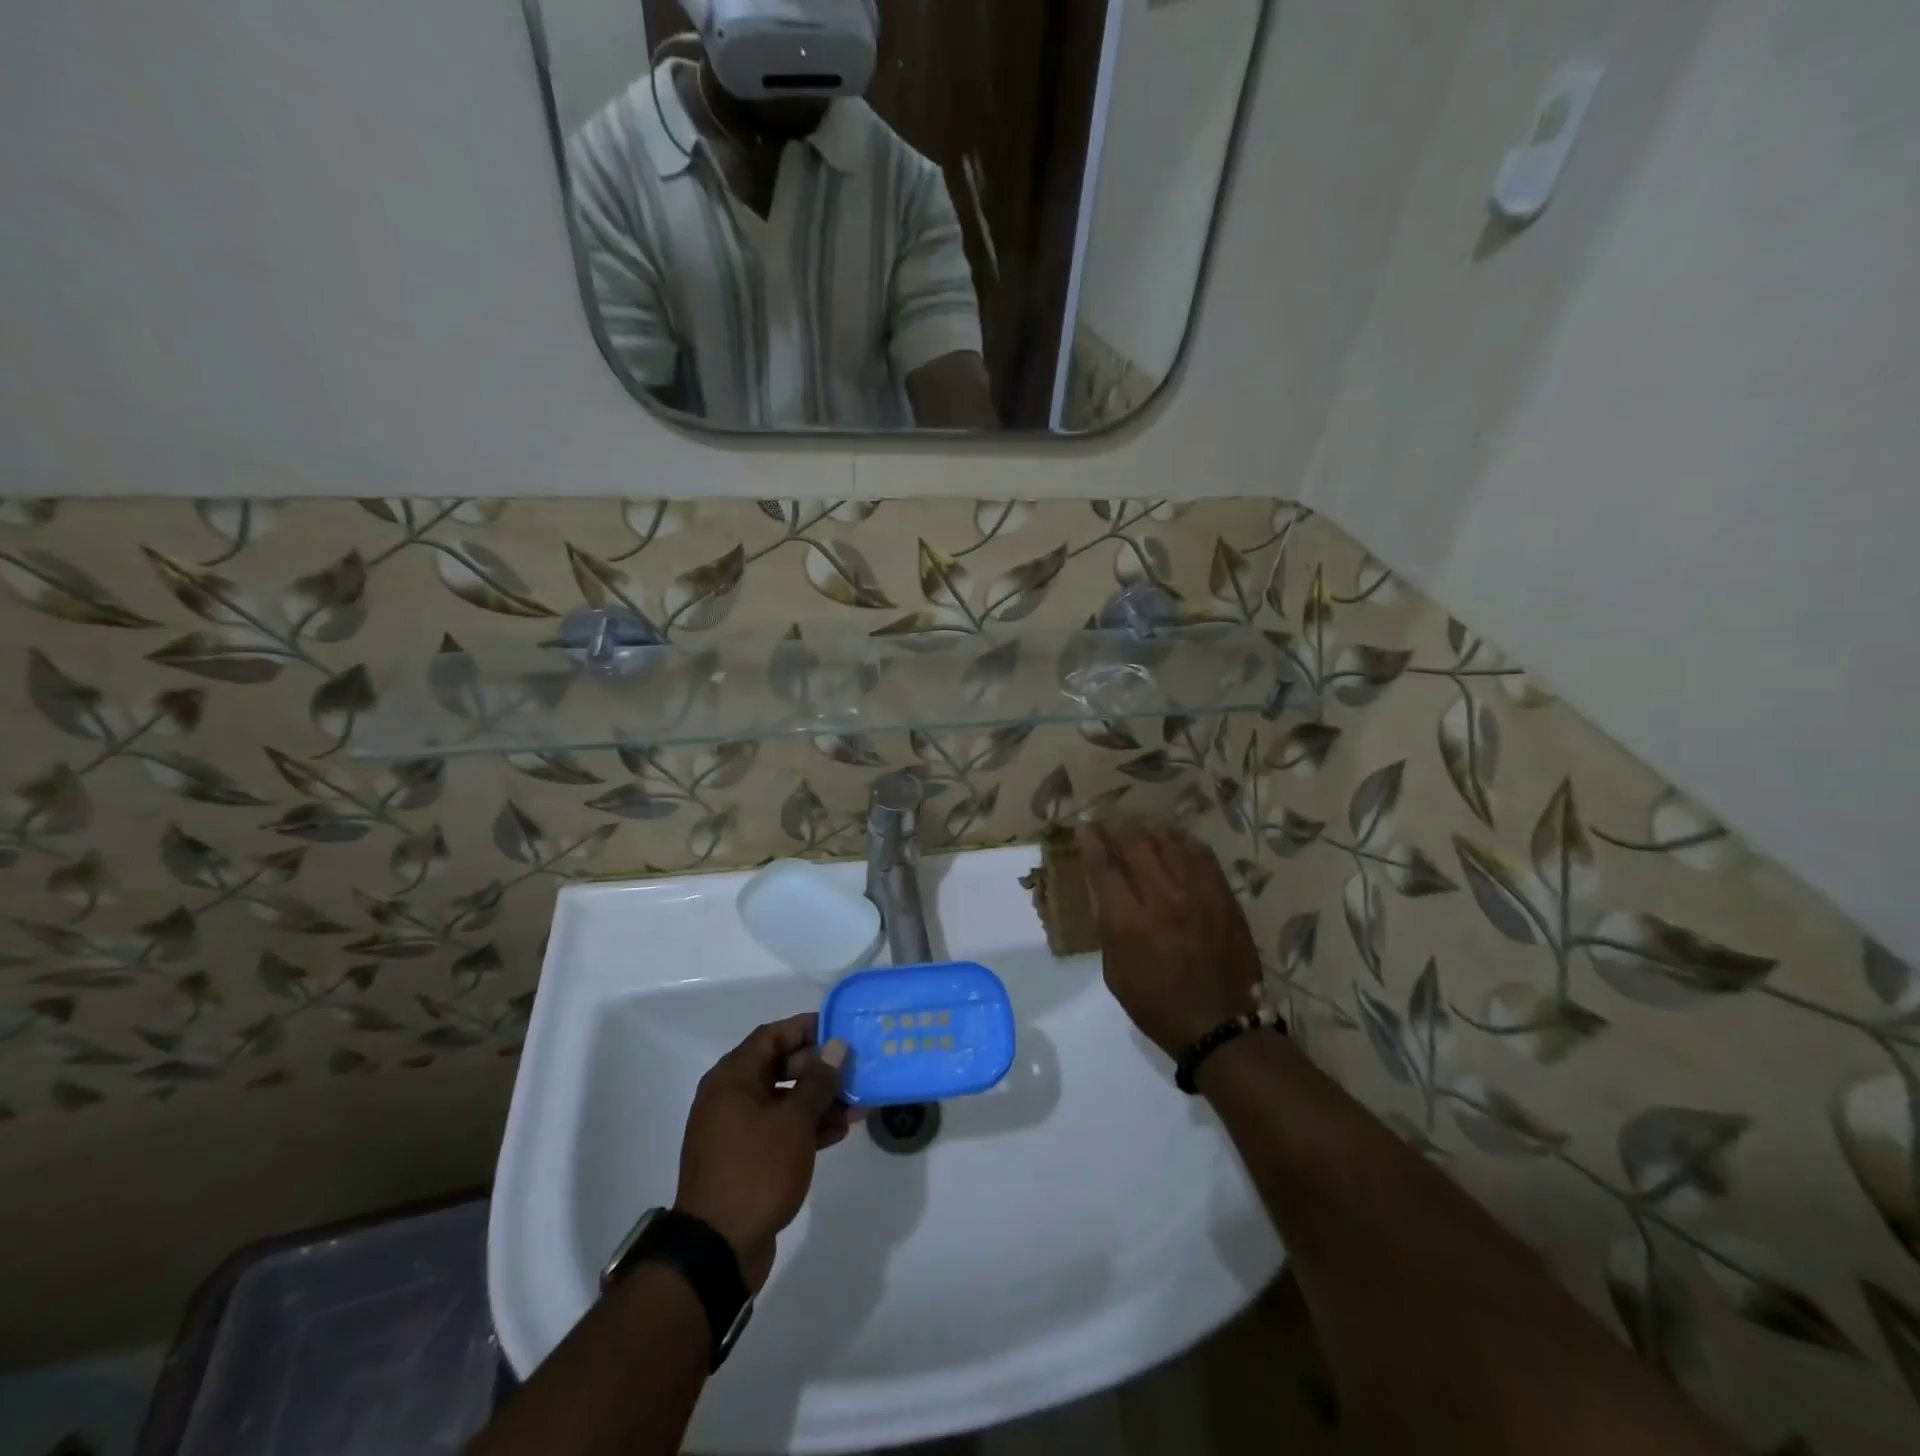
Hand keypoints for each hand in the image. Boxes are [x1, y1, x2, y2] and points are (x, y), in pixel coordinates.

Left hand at [674, 1014, 854, 1290]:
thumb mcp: (794, 1122)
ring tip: (857, 1103)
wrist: (717, 1250)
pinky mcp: (745, 1159)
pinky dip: (806, 1127)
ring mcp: (736, 1130)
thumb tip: (836, 1046)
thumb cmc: (756, 1171)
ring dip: (818, 1100)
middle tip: (854, 1070)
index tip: (841, 1030)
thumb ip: (818, 1081)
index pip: (773, 1036)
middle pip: (779, 1066)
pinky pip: (779, 1129)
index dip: (807, 1028)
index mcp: (732, 1078)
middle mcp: (730, 1097)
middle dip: (819, 1068)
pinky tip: (839, 1131)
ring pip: (783, 1100)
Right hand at [1078, 822, 1262, 1056]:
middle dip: (1118, 827)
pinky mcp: (1223, 896)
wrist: (1220, 1025)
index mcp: (1128, 921)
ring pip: (1169, 841)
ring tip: (1140, 829)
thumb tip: (1110, 894)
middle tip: (1110, 823)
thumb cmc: (1157, 1005)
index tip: (1085, 826)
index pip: (1104, 865)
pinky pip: (1201, 854)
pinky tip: (1174, 842)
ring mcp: (1197, 893)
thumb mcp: (1115, 972)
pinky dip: (1182, 842)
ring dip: (1149, 830)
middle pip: (1137, 842)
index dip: (1092, 839)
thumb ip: (1110, 927)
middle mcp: (1162, 897)